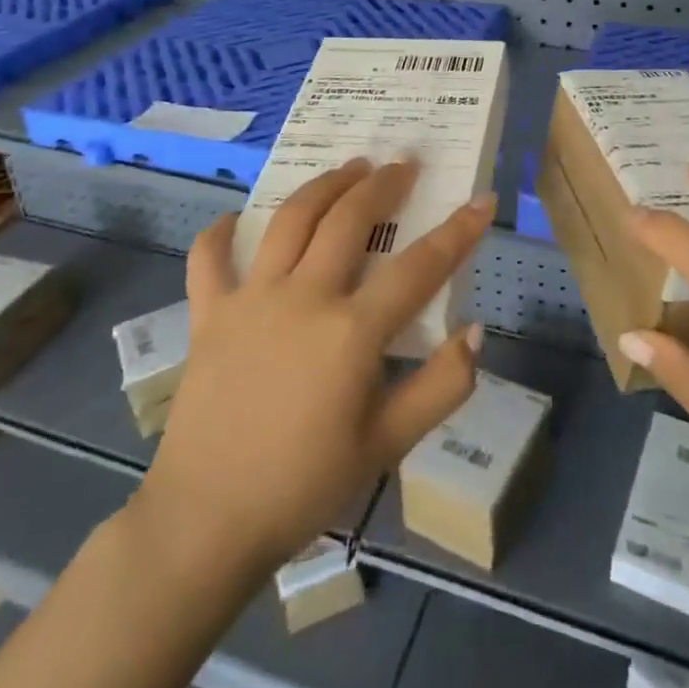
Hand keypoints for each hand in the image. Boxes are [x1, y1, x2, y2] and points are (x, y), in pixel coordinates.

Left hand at [135, 157, 491, 573]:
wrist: (207, 523)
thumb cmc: (305, 486)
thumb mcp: (388, 446)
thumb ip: (440, 387)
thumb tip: (476, 332)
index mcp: (351, 332)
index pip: (419, 267)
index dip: (457, 231)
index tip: (481, 200)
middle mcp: (303, 298)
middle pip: (349, 220)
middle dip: (383, 185)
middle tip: (402, 164)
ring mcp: (250, 300)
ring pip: (290, 220)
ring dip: (324, 186)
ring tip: (348, 167)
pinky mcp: (209, 315)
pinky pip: (209, 259)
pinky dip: (219, 233)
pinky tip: (233, 219)